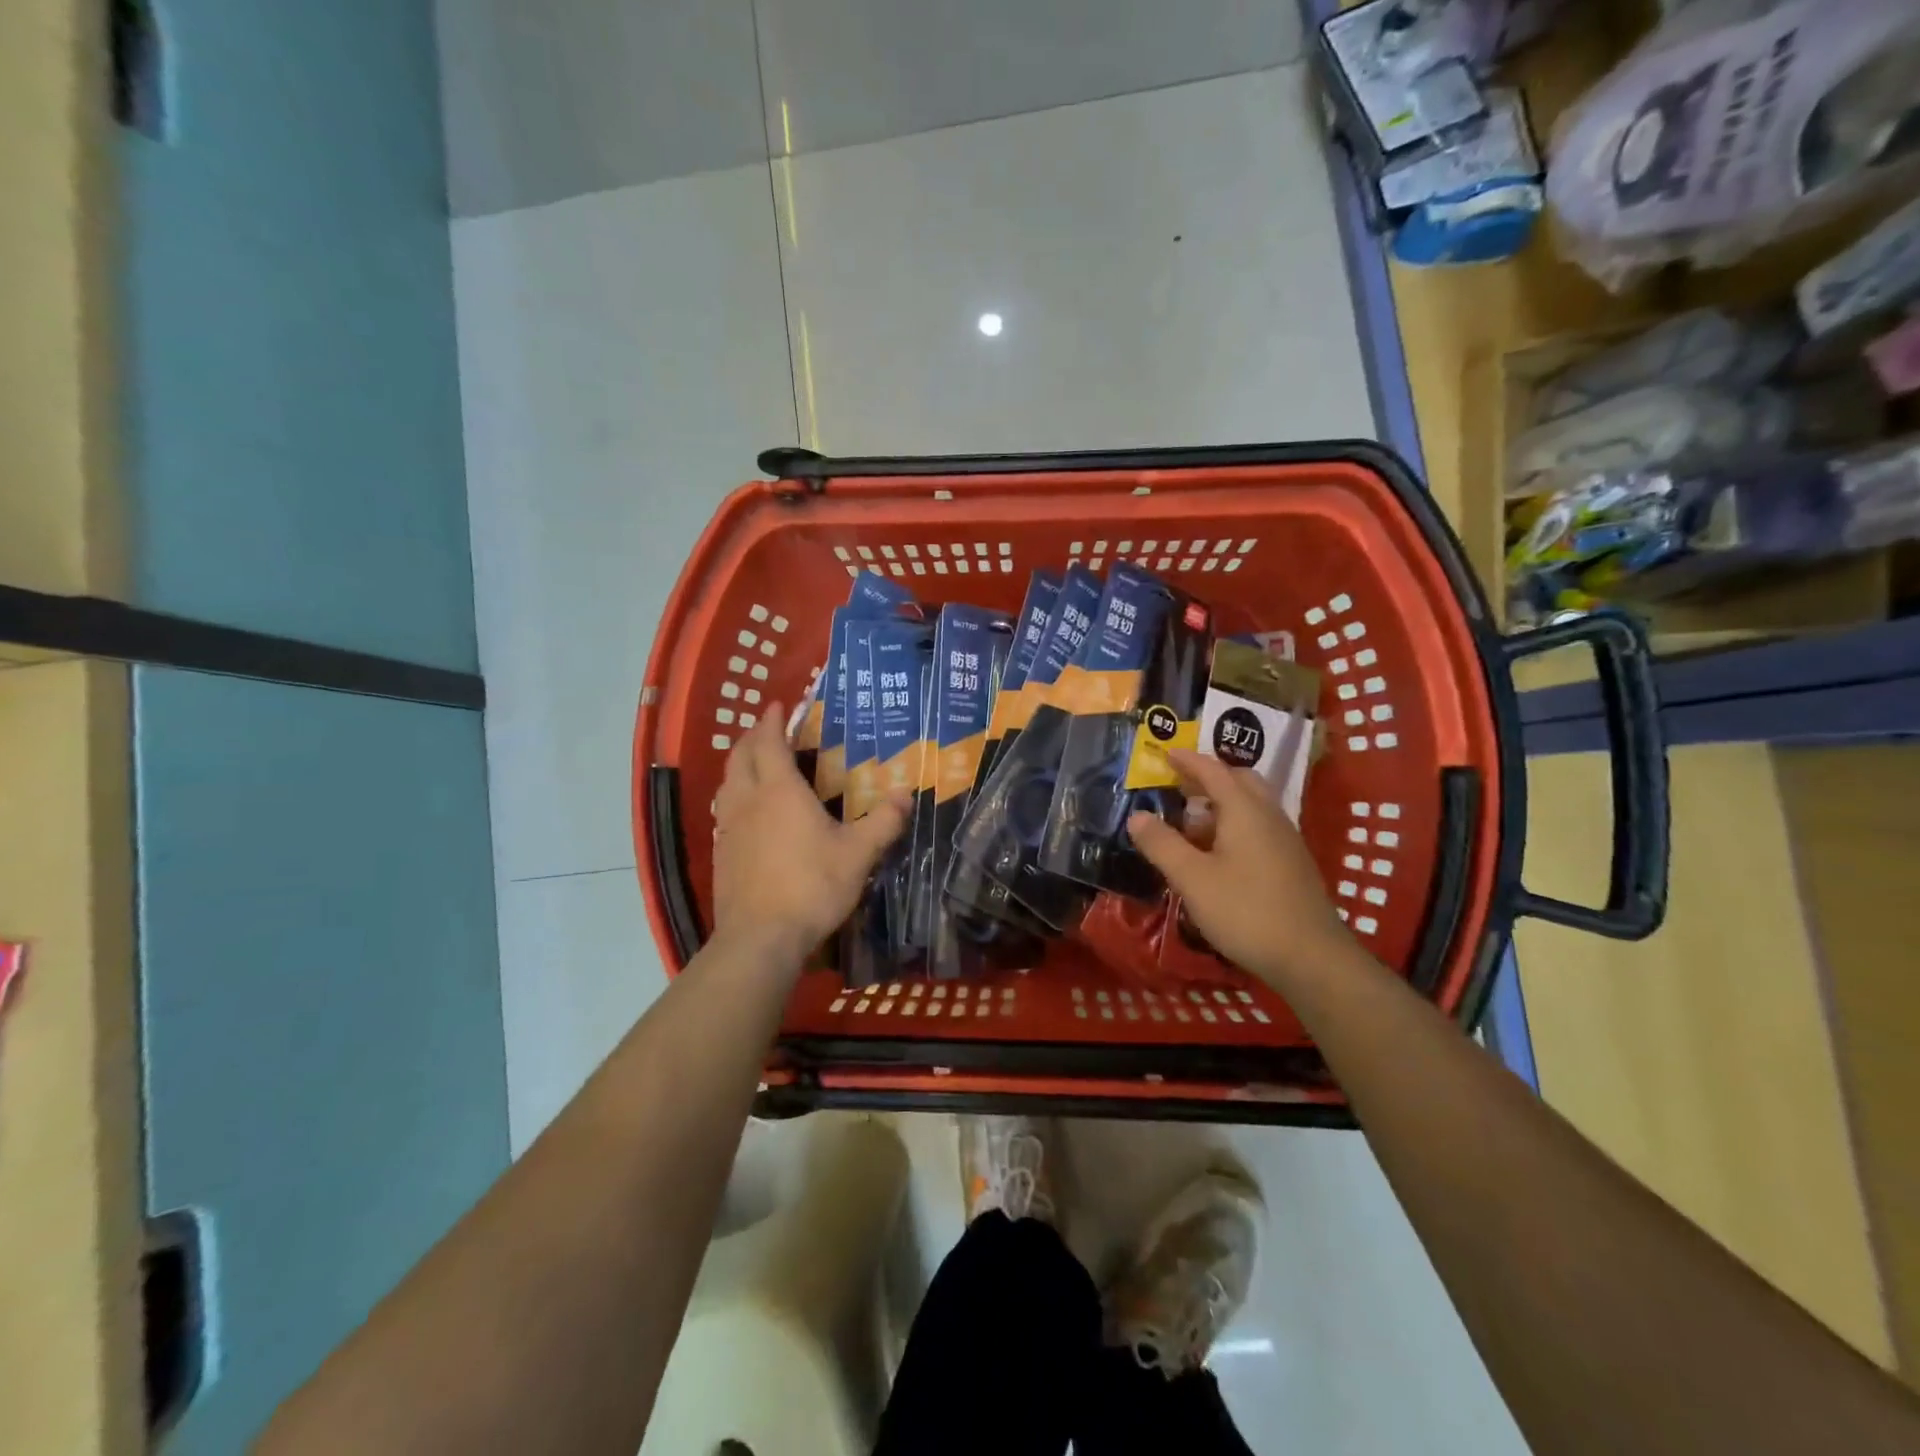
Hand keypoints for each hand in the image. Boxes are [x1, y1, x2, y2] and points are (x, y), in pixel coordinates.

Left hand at [710, 707, 908, 968]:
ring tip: (755, 764)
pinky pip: (725, 810)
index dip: (772, 721)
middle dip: (752, 737)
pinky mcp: (721, 854)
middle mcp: (748, 801)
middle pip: (740, 757)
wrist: (760, 937)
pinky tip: (749, 813)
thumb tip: (905, 794)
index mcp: (779, 791)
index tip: (777, 705)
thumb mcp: (858, 854)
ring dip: (739, 765)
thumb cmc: (811, 886)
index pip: (769, 743)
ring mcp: (729, 828)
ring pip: (727, 783)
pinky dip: (735, 796)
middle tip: (766, 729)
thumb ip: (883, 822)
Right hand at [1126, 749, 1353, 990]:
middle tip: (1179, 785)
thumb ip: (1162, 844)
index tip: (1166, 753)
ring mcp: (1285, 839)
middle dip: (1209, 778)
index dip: (1188, 760)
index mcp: (1244, 810)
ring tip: (1191, 822)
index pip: (1214, 771)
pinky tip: (1218, 853)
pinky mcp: (1291, 863)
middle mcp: (1269, 815)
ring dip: (1221, 804)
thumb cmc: (1246, 911)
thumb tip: (1137, 815)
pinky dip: (1234, 824)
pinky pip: (1259, 826)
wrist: (1311, 957)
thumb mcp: (1192, 878)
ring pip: (1251, 805)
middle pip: (1239, 781)